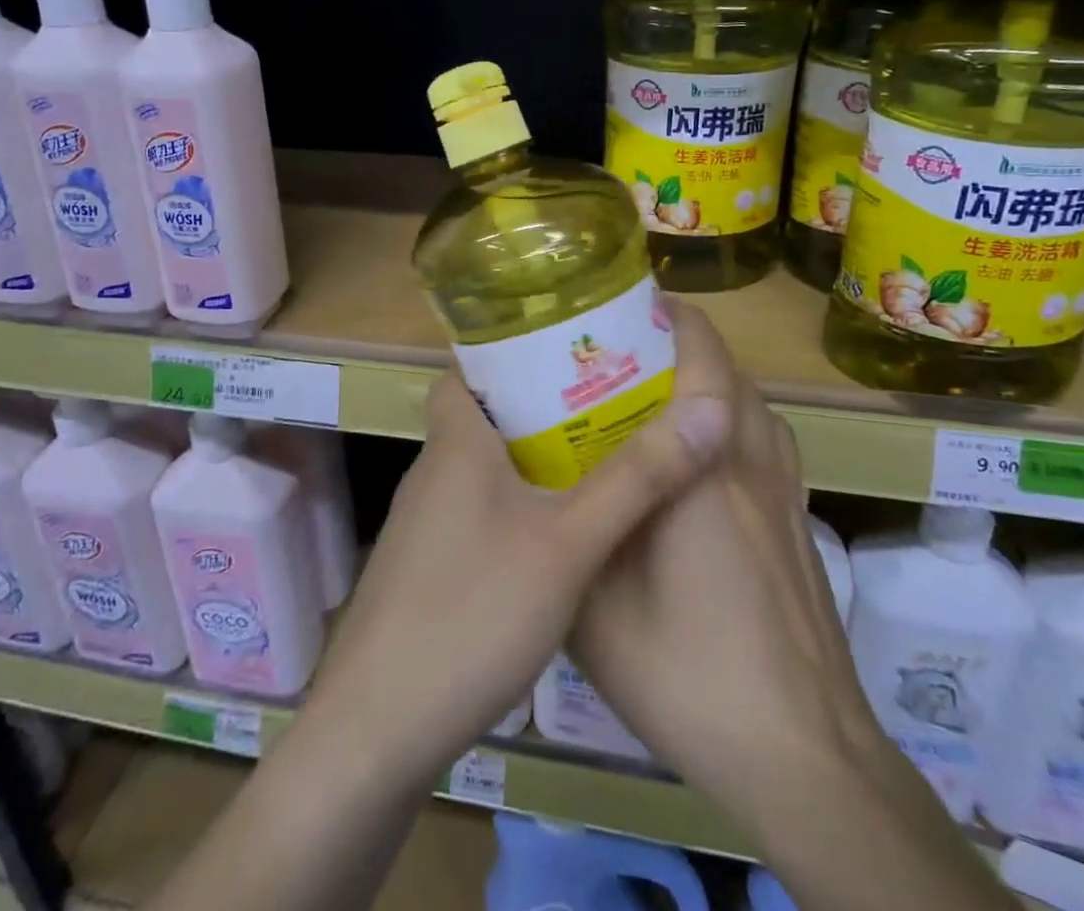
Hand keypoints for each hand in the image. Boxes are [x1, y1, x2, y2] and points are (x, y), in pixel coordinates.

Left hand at [301, 363, 733, 791]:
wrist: (377, 732)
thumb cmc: (473, 613)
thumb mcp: (568, 544)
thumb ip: (637, 479)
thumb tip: (706, 410)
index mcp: (455, 443)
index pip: (468, 369)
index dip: (510, 353)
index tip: (569, 352)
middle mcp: (433, 472)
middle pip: (485, 416)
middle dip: (541, 406)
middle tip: (605, 404)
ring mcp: (423, 525)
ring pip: (483, 468)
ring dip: (531, 460)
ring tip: (596, 459)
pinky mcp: (424, 571)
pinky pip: (477, 514)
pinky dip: (516, 508)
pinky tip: (557, 538)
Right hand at [569, 300, 880, 814]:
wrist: (803, 754)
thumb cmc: (689, 674)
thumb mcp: (596, 611)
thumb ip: (571, 538)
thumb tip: (537, 495)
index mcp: (703, 472)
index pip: (705, 361)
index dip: (675, 320)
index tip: (631, 306)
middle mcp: (752, 466)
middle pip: (731, 373)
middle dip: (685, 345)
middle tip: (625, 352)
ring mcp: (786, 494)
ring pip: (755, 405)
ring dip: (714, 381)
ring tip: (659, 393)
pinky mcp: (800, 524)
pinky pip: (768, 442)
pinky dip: (736, 422)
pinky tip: (699, 460)